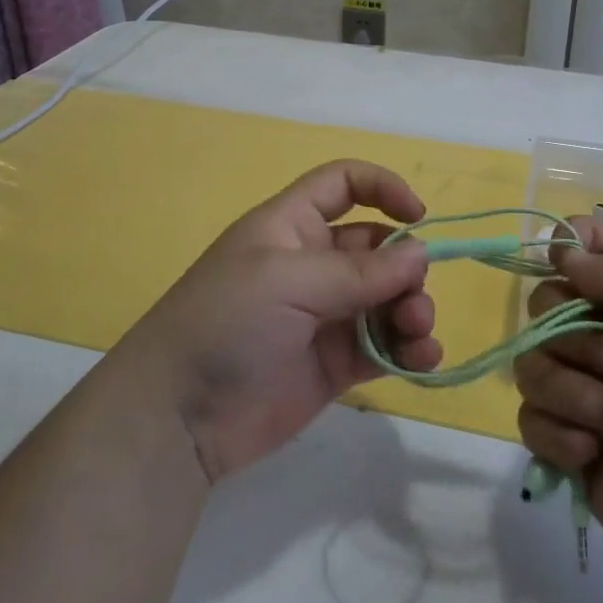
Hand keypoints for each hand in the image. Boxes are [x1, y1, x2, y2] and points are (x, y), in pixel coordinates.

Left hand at [114, 160, 441, 482]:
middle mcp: (313, 264)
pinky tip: (424, 361)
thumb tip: (421, 254)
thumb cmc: (226, 323)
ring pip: (388, 299)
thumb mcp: (288, 280)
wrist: (178, 416)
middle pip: (378, 248)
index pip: (343, 185)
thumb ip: (359, 270)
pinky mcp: (335, 364)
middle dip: (407, 268)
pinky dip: (410, 350)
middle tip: (413, 303)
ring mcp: (326, 315)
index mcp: (292, 227)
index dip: (383, 188)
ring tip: (417, 335)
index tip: (419, 217)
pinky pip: (385, 346)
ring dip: (413, 310)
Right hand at [514, 214, 602, 602]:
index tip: (564, 266)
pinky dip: (557, 435)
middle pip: (547, 305)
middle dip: (570, 337)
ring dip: (566, 392)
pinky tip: (592, 456)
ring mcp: (593, 396)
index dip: (572, 247)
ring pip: (533, 363)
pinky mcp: (575, 447)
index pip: (597, 247)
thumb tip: (563, 250)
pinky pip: (531, 418)